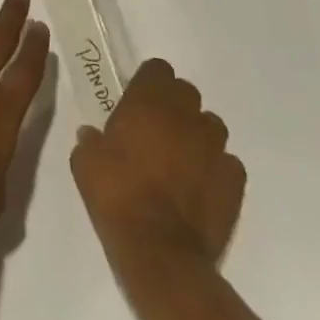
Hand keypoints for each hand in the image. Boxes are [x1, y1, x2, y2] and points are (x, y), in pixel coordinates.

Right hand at [71, 58, 246, 273]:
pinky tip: (200, 184)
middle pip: (187, 92)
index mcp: (147, 102)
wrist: (159, 250)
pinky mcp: (234, 181)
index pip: (158, 69)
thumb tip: (94, 136)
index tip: (138, 98)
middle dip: (174, 104)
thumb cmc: (116, 195)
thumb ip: (92, 140)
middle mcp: (185, 116)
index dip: (149, 81)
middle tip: (157, 127)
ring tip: (182, 156)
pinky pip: (227, 162)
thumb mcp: (85, 161)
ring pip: (211, 125)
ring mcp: (214, 148)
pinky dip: (215, 167)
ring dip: (197, 133)